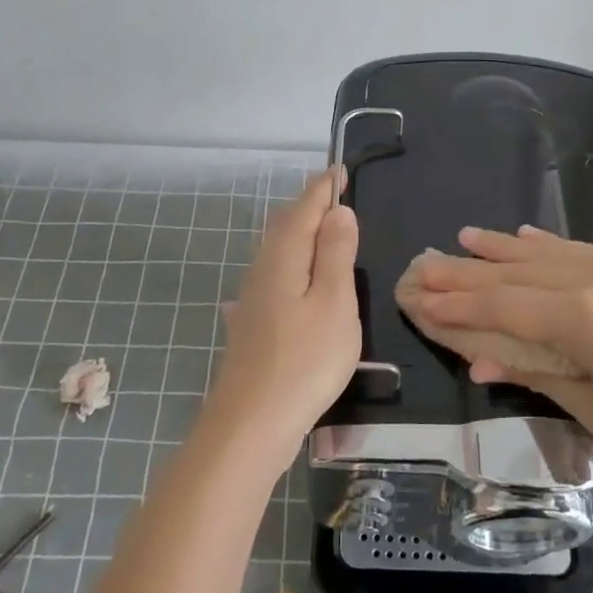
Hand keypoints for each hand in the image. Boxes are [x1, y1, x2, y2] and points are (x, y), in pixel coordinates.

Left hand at [200, 167, 360, 473]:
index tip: (340, 169)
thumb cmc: (305, 360)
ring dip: (298, 232)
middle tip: (332, 192)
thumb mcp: (334, 302)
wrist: (251, 423)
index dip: (324, 188)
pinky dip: (290, 261)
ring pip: (276, 250)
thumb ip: (335, 254)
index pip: (305, 208)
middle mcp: (263, 269)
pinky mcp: (252, 323)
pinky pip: (273, 274)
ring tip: (319, 227)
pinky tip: (288, 278)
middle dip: (309, 205)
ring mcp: (253, 297)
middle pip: (286, 225)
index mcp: (284, 257)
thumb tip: (338, 211)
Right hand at [395, 225, 592, 475]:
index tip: (419, 298)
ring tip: (463, 239)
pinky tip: (525, 238)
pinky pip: (582, 249)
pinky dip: (547, 245)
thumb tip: (482, 361)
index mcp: (585, 319)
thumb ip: (542, 377)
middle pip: (516, 273)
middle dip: (467, 272)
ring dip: (502, 248)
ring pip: (546, 252)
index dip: (458, 305)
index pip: (504, 307)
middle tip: (424, 264)